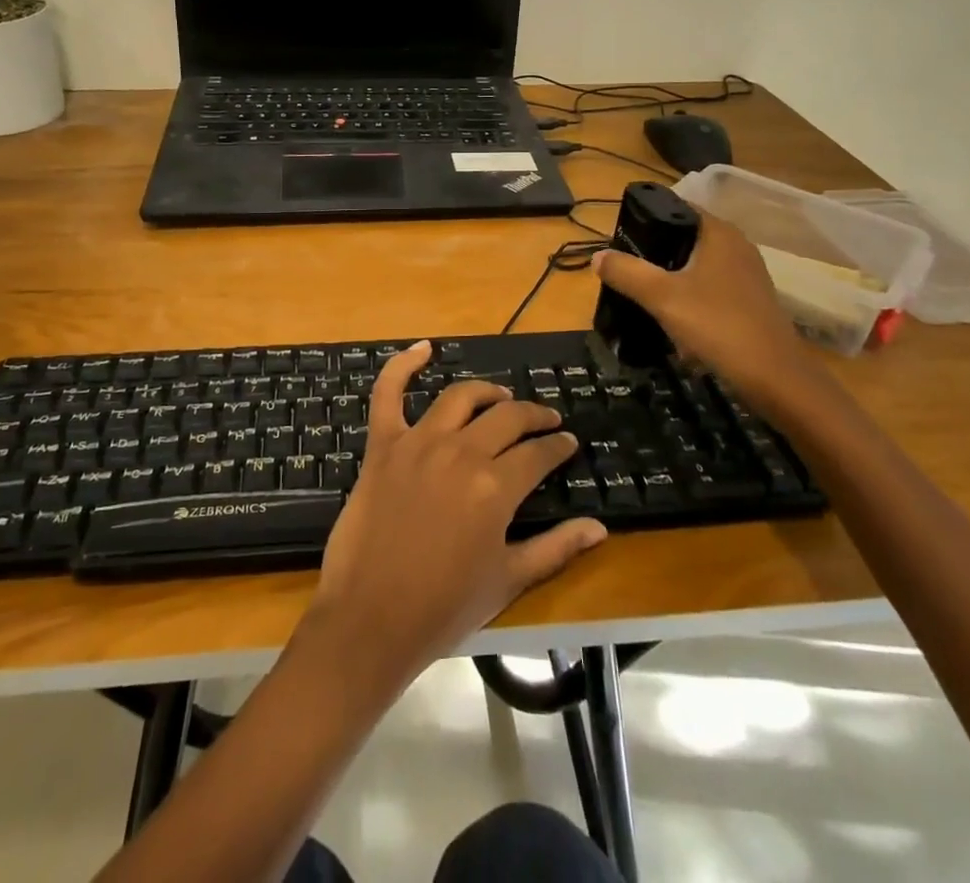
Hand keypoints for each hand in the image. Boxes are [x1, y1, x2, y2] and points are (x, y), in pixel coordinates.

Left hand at [307, 341, 606, 691]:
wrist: (371, 620)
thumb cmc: (444, 607)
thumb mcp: (508, 580)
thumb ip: (555, 548)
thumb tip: (599, 528)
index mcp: (494, 487)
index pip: (538, 454)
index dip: (558, 446)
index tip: (568, 443)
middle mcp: (460, 452)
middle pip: (507, 418)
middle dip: (534, 416)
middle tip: (546, 420)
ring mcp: (417, 443)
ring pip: (460, 397)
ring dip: (487, 392)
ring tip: (501, 397)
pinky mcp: (383, 444)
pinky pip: (389, 393)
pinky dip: (403, 365)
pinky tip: (423, 348)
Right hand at [593, 212, 828, 417]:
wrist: (775, 379)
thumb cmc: (717, 326)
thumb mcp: (662, 297)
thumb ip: (627, 272)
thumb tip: (597, 256)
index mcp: (719, 233)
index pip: (678, 207)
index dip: (647, 217)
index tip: (619, 236)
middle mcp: (736, 246)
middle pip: (685, 237)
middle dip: (654, 251)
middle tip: (624, 267)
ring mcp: (747, 275)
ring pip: (697, 265)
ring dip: (670, 277)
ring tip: (641, 292)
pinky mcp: (750, 302)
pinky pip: (710, 288)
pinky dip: (689, 296)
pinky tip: (672, 317)